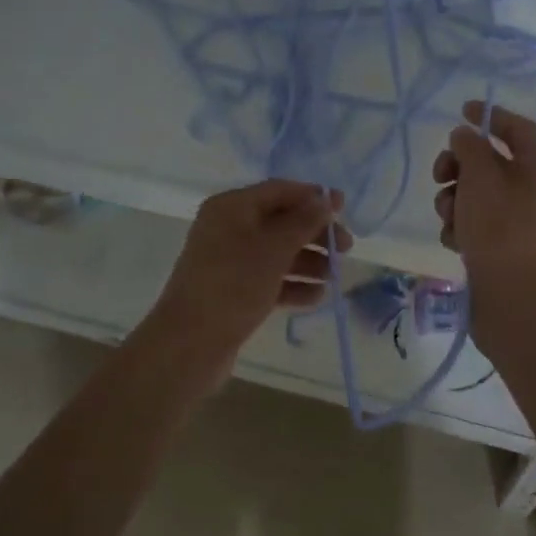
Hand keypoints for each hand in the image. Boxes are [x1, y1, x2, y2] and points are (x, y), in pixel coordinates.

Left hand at [144, 180, 351, 361]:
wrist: (189, 345)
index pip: (280, 191)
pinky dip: (292, 284)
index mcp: (232, 207)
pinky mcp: (232, 290)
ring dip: (308, 261)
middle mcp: (228, 227)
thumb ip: (304, 221)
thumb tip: (325, 198)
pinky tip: (317, 297)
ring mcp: (229, 260)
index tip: (344, 209)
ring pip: (277, 252)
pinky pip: (268, 278)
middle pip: (281, 221)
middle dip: (314, 234)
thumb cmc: (233, 285)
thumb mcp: (274, 249)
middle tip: (346, 249)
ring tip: (335, 277)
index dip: (313, 197)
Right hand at [432, 101, 535, 287]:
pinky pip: (472, 223)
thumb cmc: (500, 228)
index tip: (461, 111)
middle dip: (458, 165)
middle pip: (488, 161)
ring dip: (453, 200)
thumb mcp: (481, 176)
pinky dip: (458, 227)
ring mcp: (514, 219)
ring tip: (449, 219)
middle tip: (440, 175)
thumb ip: (469, 147)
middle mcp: (529, 189)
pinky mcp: (499, 245)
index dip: (490, 115)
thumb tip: (464, 136)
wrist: (514, 296)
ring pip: (473, 194)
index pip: (516, 128)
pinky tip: (454, 242)